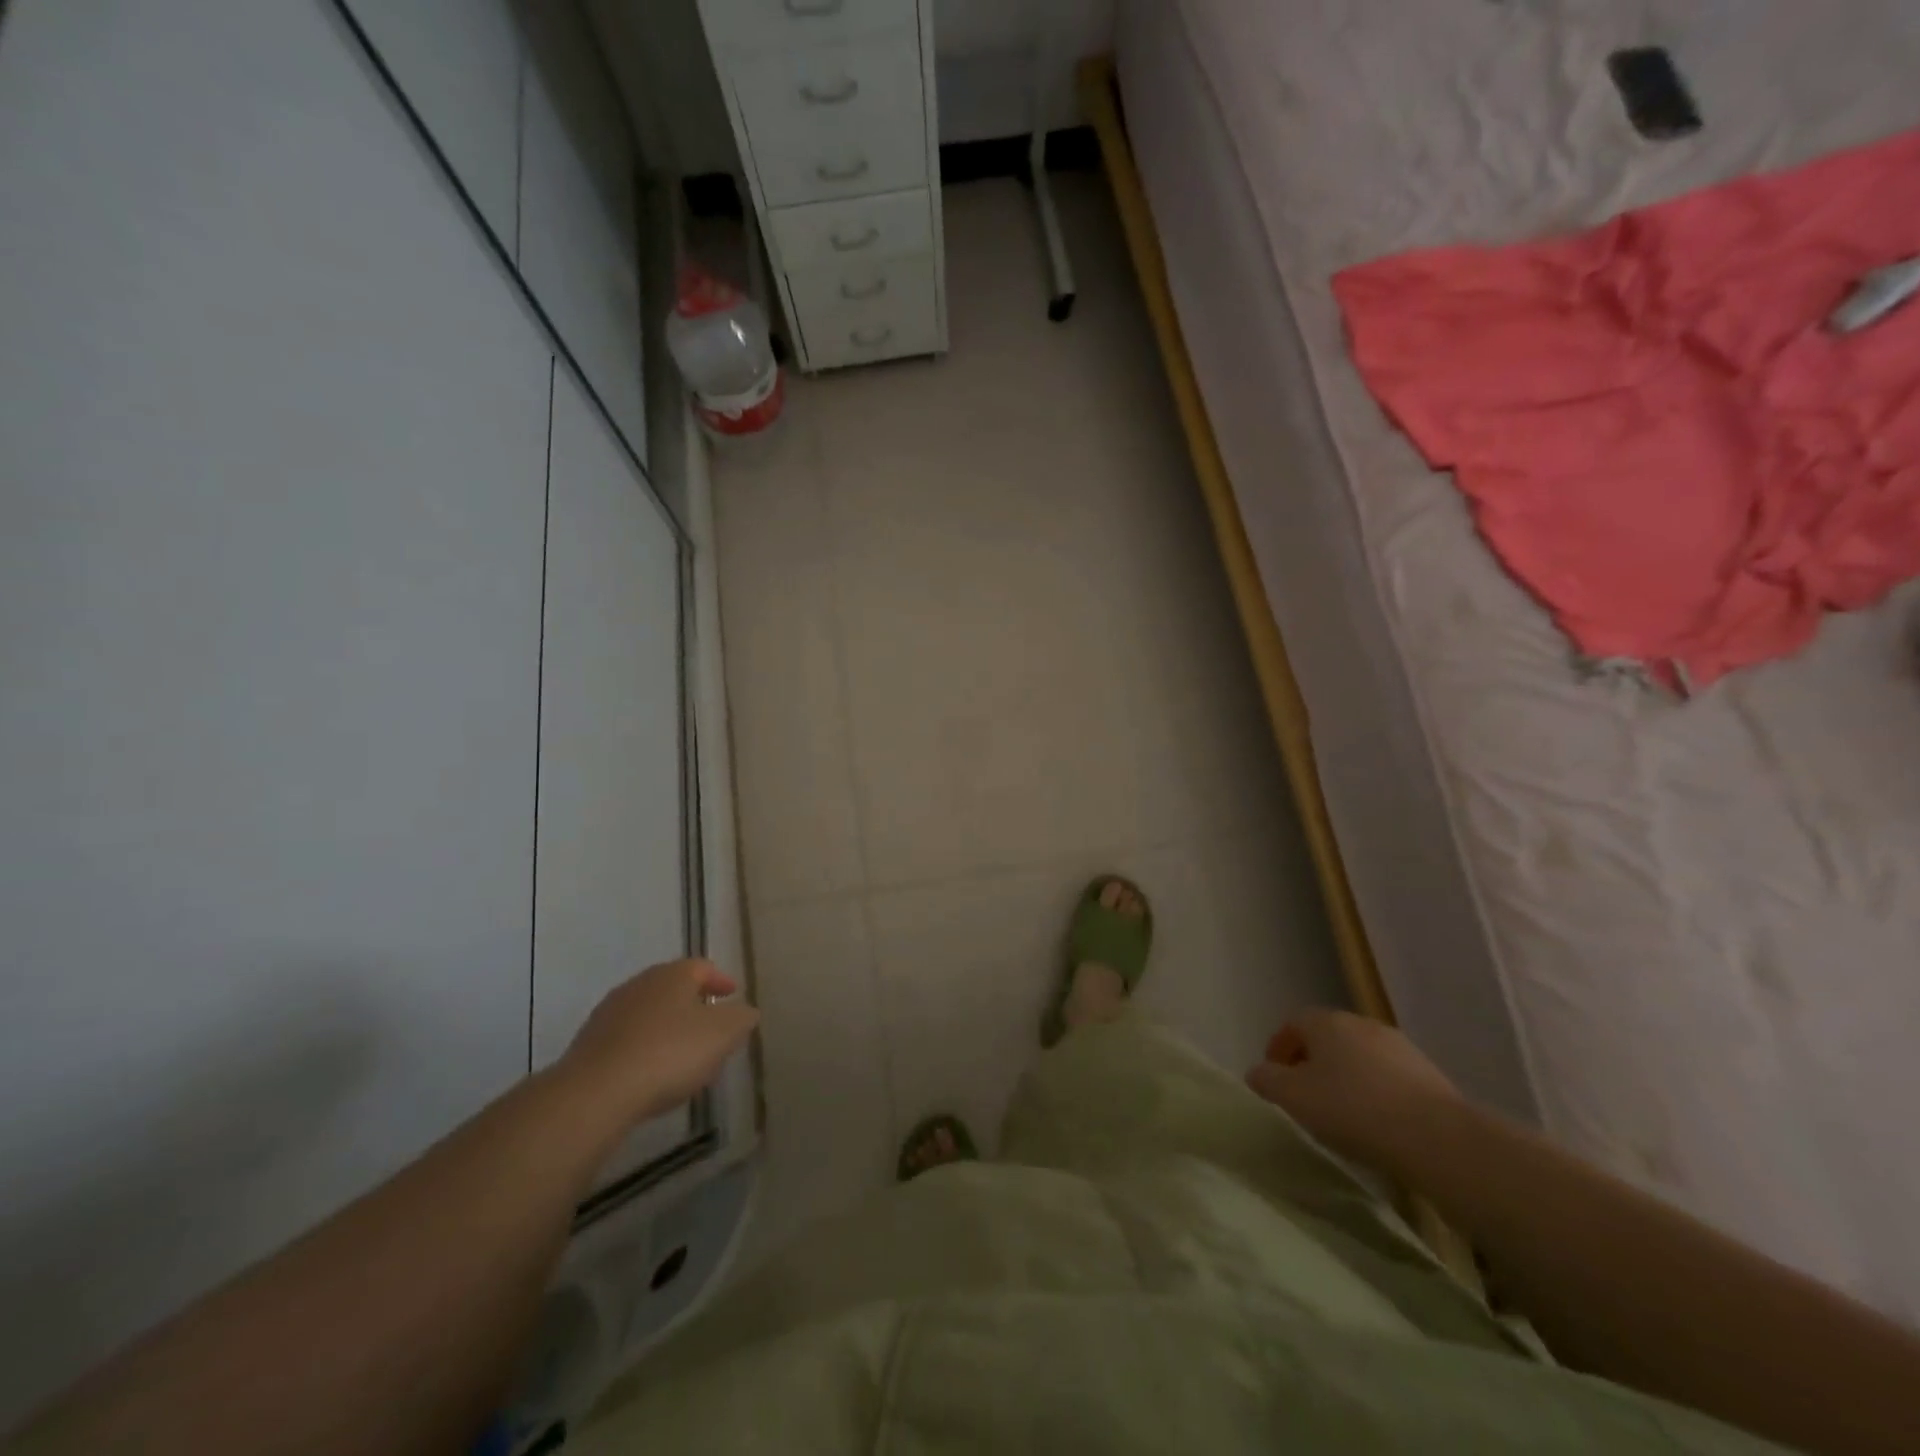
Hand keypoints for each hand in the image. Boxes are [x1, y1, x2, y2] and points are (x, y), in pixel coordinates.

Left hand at [559, 959, 759, 1125]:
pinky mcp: (589, 1044)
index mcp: (673, 974)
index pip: (702, 967)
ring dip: (667, 1027)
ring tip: (683, 1053)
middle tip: (711, 1025)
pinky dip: (644, 1048)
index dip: (721, 979)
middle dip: (694, 1003)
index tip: (732, 994)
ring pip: (649, 1013)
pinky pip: (628, 1039)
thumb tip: (745, 1011)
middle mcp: (640, 984)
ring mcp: (609, 1013)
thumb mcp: (723, 1034)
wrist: (596, 1093)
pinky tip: (651, 1072)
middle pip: (673, 988)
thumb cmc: (669, 1053)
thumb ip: (741, 1018)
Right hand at [1246, 1009, 1464, 1173]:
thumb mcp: (1292, 1097)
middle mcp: (1361, 1024)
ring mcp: (1399, 1047)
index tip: (1275, 1079)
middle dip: (1313, 1062)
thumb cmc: (1352, 1109)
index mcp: (1326, 1022)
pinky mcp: (1429, 1075)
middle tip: (1305, 1096)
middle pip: (1327, 1038)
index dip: (1279, 1048)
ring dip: (1346, 1078)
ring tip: (1343, 1115)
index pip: (1293, 1023)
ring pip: (1360, 1057)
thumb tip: (1258, 1072)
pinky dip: (1376, 1093)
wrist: (1437, 1138)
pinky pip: (1389, 1078)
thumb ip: (1267, 1080)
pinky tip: (1378, 1124)